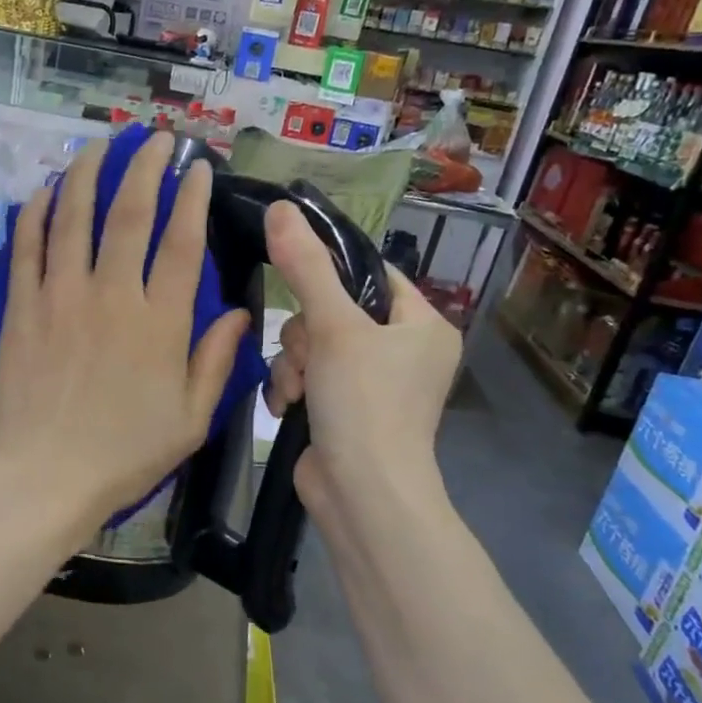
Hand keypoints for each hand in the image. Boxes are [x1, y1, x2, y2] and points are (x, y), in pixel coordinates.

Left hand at [0, 133, 251, 530]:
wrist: (44, 475)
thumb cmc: (125, 454)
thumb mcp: (191, 419)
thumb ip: (216, 362)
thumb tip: (241, 315)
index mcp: (160, 322)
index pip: (181, 242)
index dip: (191, 197)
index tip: (197, 167)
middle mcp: (112, 295)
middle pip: (129, 215)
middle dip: (145, 167)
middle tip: (155, 139)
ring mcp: (61, 296)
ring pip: (75, 217)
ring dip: (89, 173)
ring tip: (100, 145)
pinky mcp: (22, 307)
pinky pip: (28, 246)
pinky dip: (38, 213)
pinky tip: (47, 190)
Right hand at [263, 201, 460, 515]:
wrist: (362, 495)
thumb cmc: (364, 403)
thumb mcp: (334, 327)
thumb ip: (305, 267)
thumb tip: (279, 208)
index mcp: (422, 324)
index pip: (371, 273)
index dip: (330, 273)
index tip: (296, 280)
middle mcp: (403, 351)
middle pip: (333, 310)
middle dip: (306, 335)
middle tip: (309, 358)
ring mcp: (372, 384)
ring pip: (312, 345)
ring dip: (294, 365)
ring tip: (297, 391)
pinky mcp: (344, 410)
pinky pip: (308, 377)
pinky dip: (294, 388)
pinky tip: (288, 407)